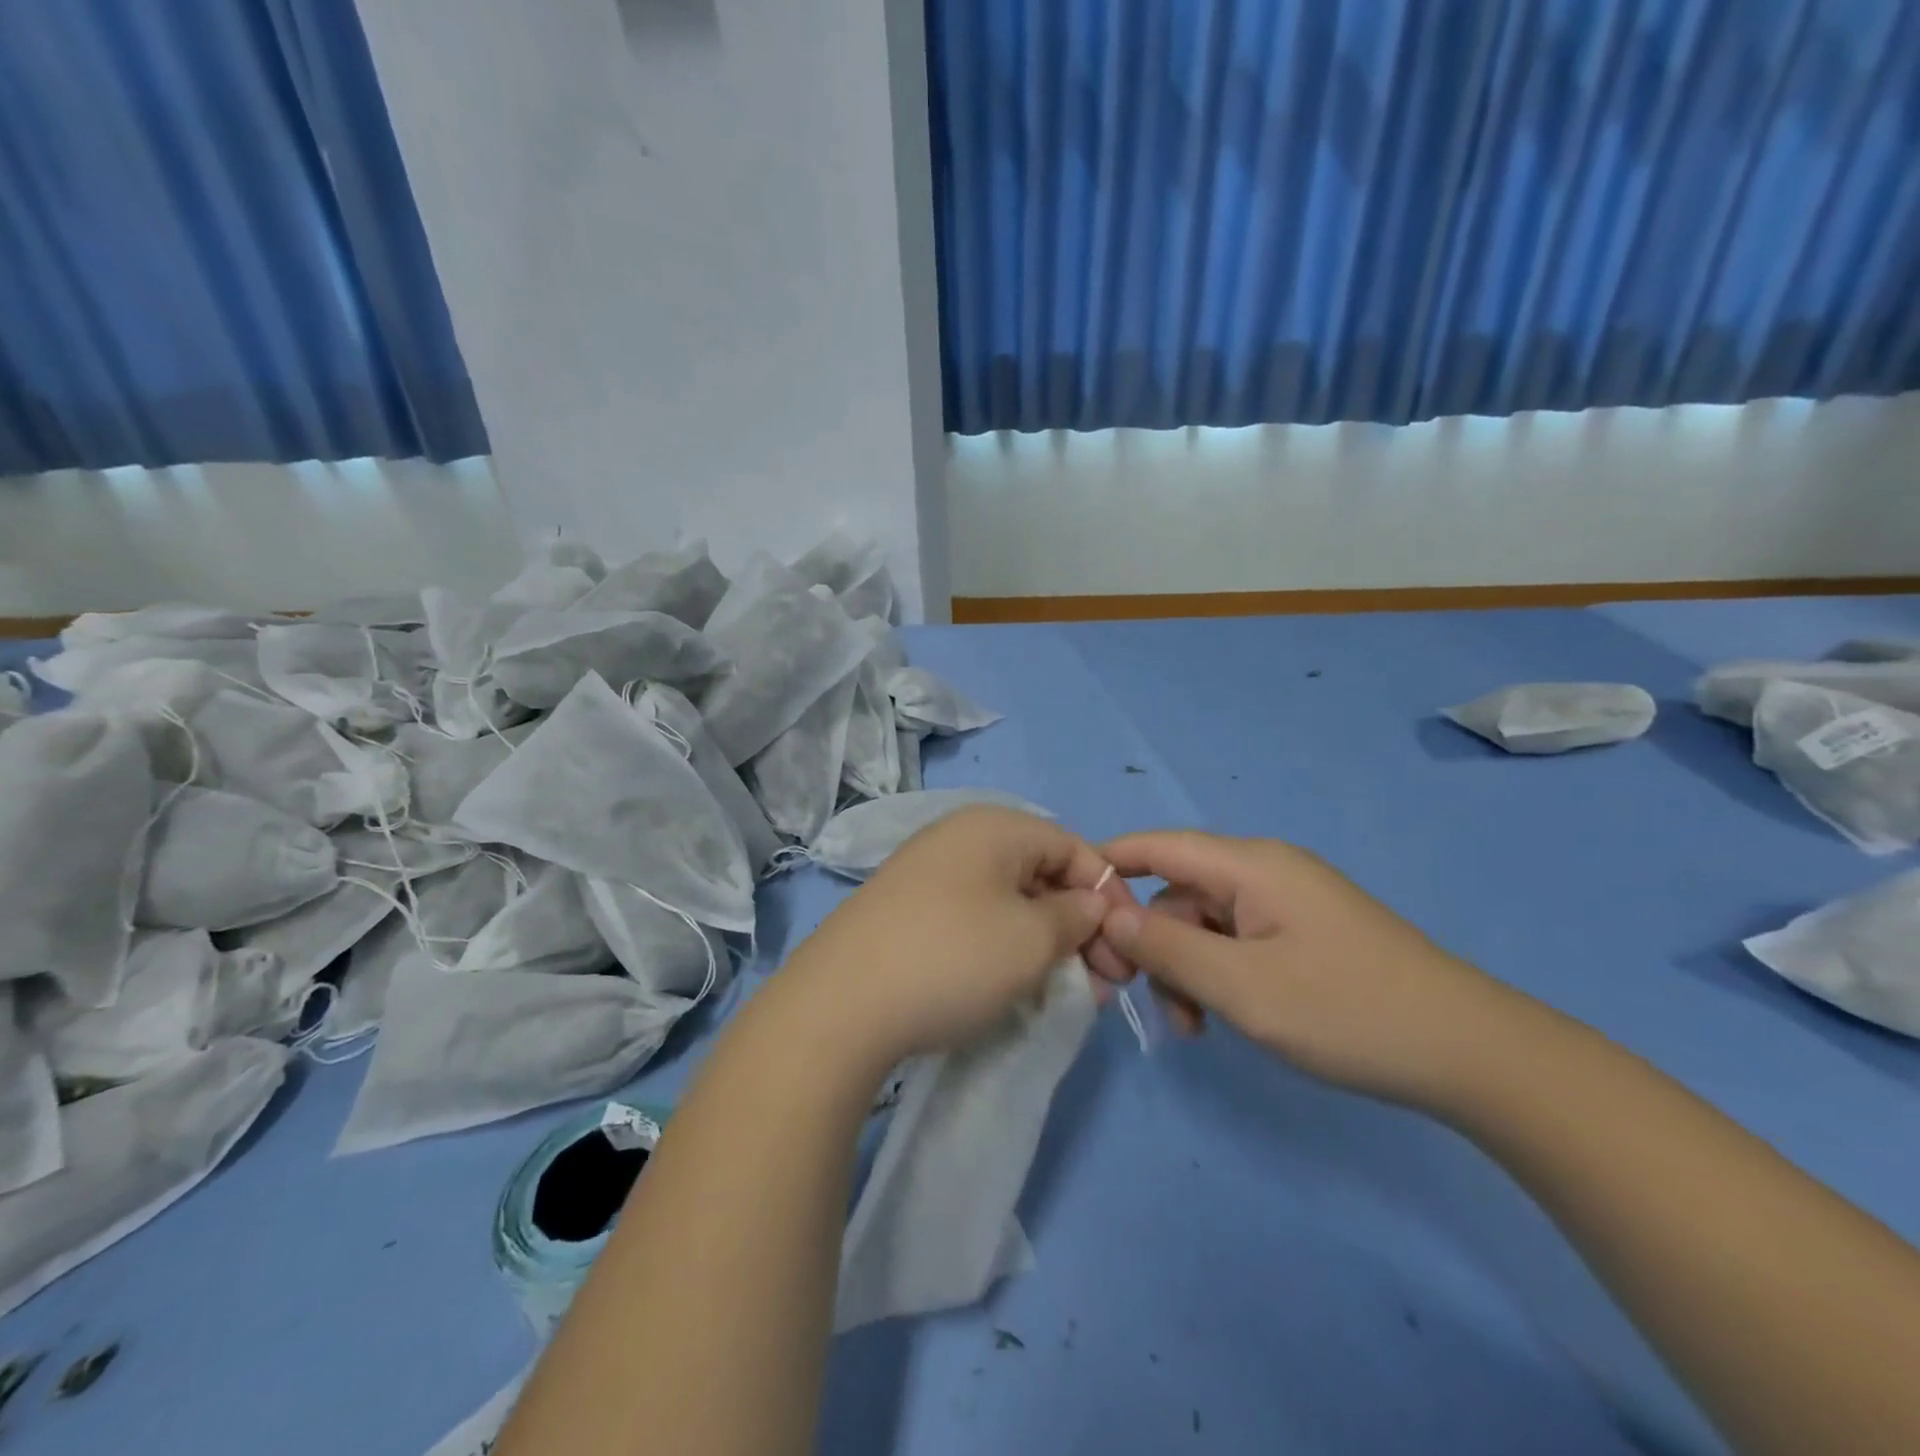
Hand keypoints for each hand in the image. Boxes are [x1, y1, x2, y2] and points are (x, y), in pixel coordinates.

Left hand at [785, 807, 1133, 1069]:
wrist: (840, 1003)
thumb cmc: (954, 957)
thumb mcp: (1032, 938)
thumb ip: (1076, 916)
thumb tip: (1088, 904)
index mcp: (994, 826)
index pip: (1073, 846)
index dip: (1108, 893)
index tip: (1126, 946)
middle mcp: (960, 836)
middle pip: (1041, 872)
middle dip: (1079, 924)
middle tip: (1100, 981)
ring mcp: (928, 871)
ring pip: (1008, 898)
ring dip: (1044, 940)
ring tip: (1063, 989)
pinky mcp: (907, 909)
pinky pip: (974, 916)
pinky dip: (1004, 945)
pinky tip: (1012, 982)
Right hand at [1099, 831, 1514, 1105]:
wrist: (1470, 1053)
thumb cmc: (1348, 1011)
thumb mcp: (1242, 986)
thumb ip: (1167, 949)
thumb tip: (1107, 916)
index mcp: (1250, 865)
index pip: (1157, 845)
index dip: (1108, 867)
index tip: (1070, 908)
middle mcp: (1265, 871)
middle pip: (1178, 891)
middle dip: (1153, 942)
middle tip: (1144, 1000)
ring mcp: (1288, 902)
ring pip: (1205, 922)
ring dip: (1186, 968)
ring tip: (1194, 1027)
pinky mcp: (1304, 933)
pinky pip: (1237, 940)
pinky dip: (1217, 974)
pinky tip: (1223, 1018)